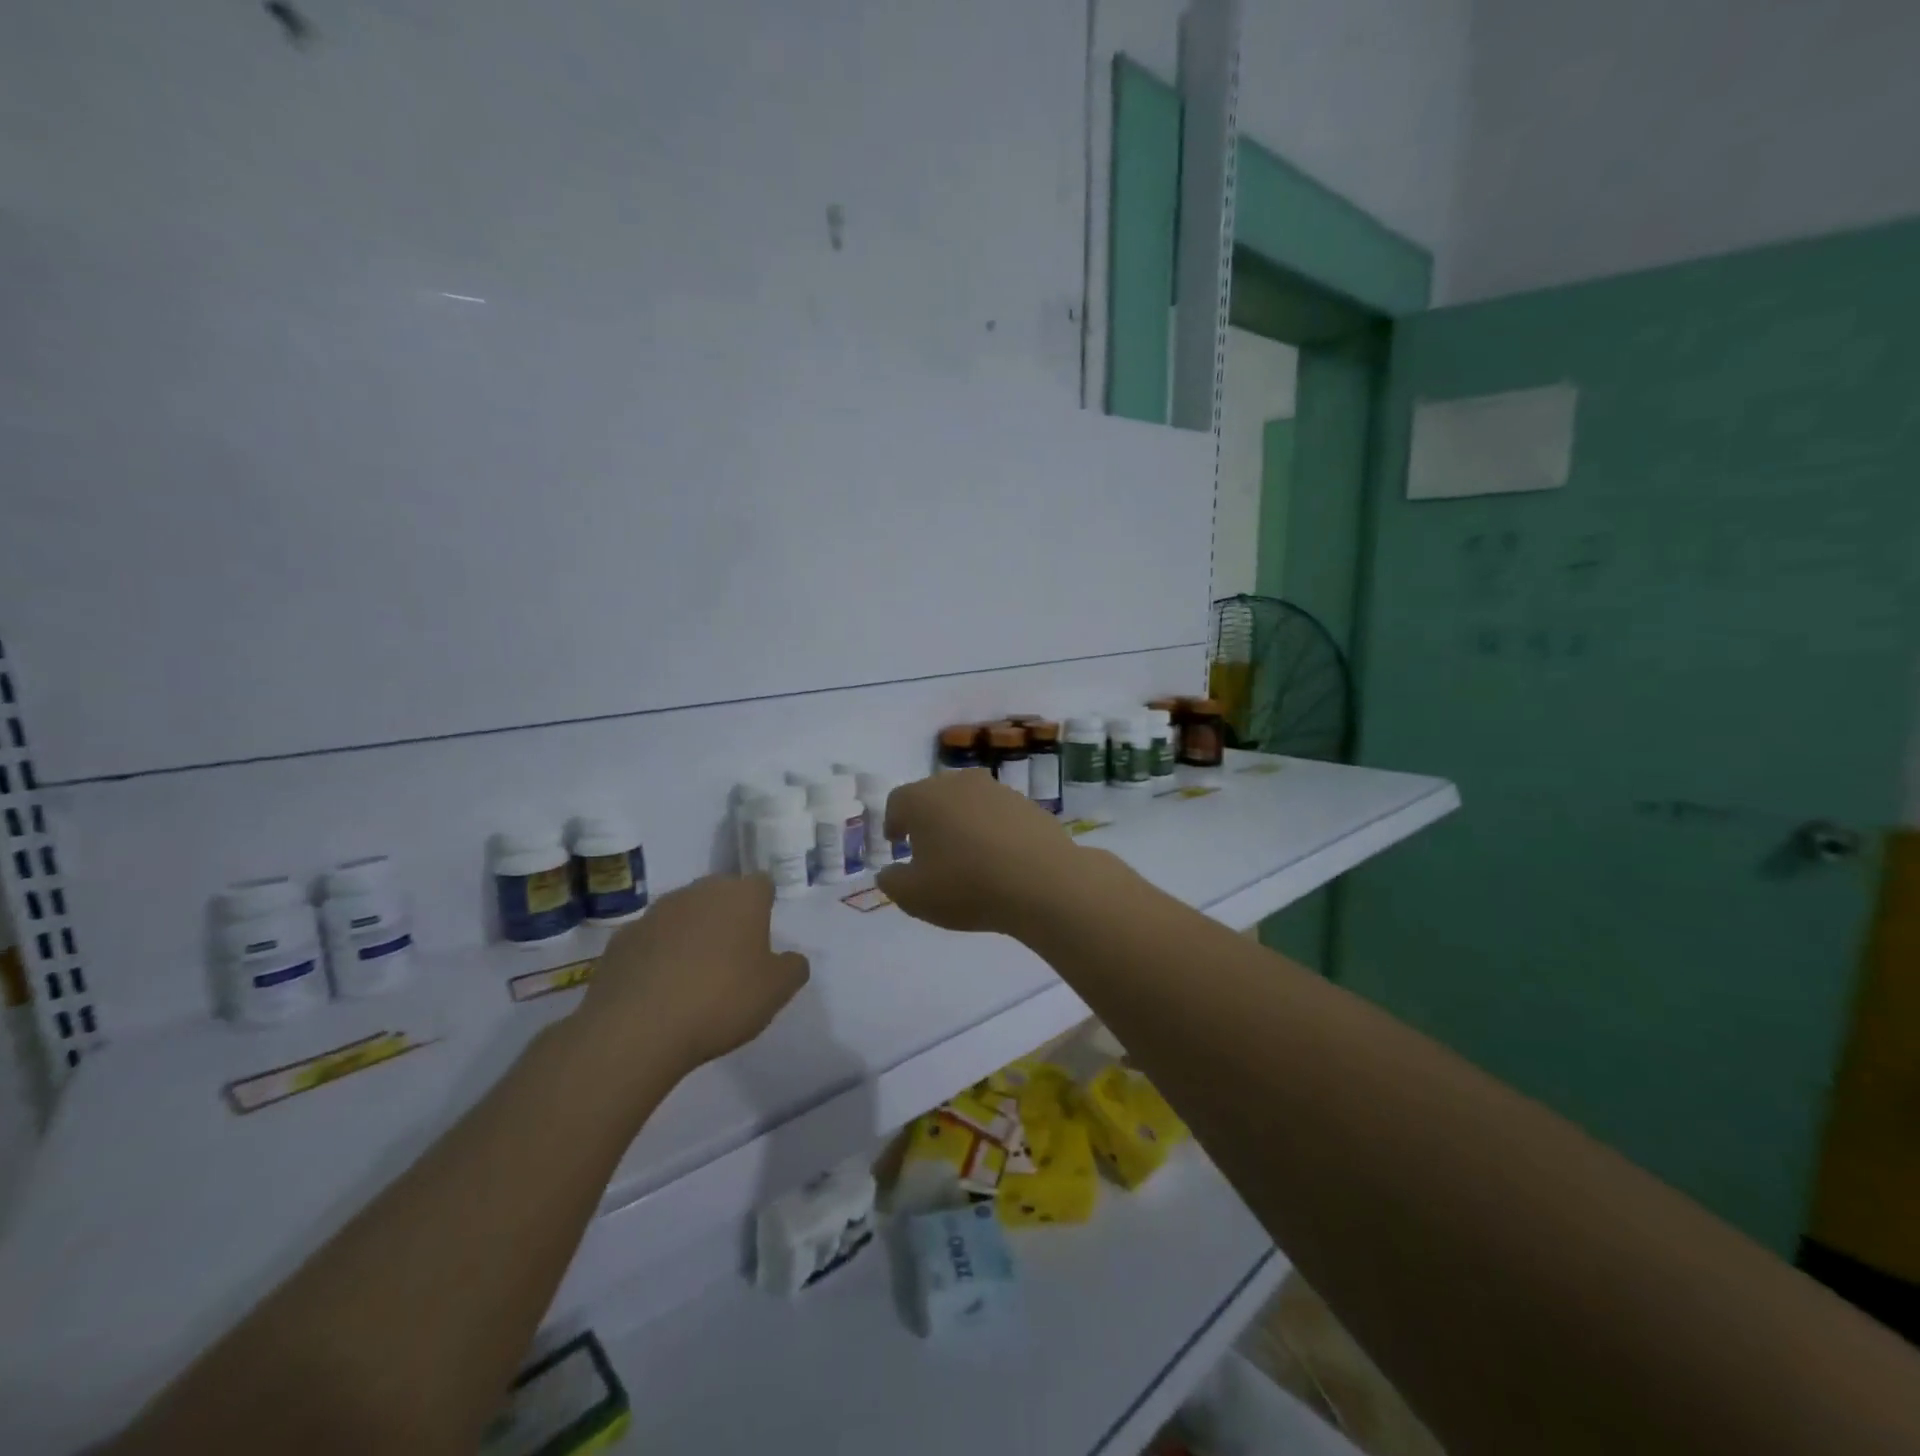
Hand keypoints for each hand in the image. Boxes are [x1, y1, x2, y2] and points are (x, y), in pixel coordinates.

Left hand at [576, 874, 808, 1077]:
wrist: (636, 1030)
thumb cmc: (721, 1001)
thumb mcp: (777, 991)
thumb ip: (792, 968)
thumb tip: (790, 959)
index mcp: (741, 896)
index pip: (762, 884)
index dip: (764, 907)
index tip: (763, 937)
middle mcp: (698, 892)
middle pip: (720, 894)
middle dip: (727, 917)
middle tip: (732, 958)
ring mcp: (654, 913)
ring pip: (683, 915)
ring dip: (690, 935)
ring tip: (692, 978)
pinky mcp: (620, 939)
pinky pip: (650, 941)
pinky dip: (656, 957)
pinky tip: (658, 991)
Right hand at [875, 769, 1088, 934]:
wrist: (1043, 882)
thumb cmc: (966, 886)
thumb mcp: (914, 896)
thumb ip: (892, 881)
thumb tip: (889, 871)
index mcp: (924, 798)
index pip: (898, 801)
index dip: (893, 822)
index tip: (897, 843)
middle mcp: (959, 783)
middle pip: (934, 796)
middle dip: (927, 820)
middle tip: (928, 849)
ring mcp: (997, 790)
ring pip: (969, 802)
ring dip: (962, 823)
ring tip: (966, 856)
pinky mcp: (1028, 804)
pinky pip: (999, 815)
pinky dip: (993, 830)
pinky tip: (999, 859)